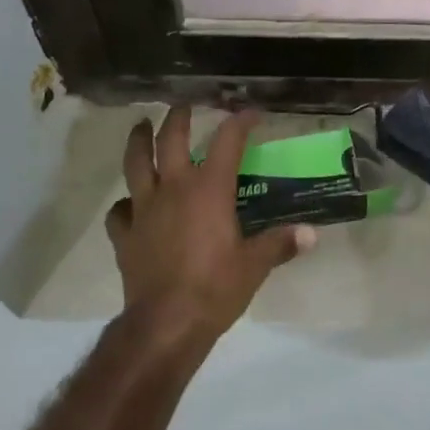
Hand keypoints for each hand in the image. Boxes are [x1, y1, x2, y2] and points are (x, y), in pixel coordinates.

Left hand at [105, 107, 314, 347]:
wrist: (166, 323)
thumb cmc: (215, 288)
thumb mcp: (255, 265)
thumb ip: (280, 244)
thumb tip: (311, 234)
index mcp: (209, 190)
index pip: (227, 142)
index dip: (240, 122)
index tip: (251, 113)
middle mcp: (174, 189)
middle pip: (171, 140)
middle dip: (179, 117)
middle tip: (184, 105)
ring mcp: (144, 210)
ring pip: (135, 164)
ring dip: (139, 141)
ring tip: (141, 127)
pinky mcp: (125, 235)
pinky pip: (119, 211)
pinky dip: (125, 203)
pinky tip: (130, 205)